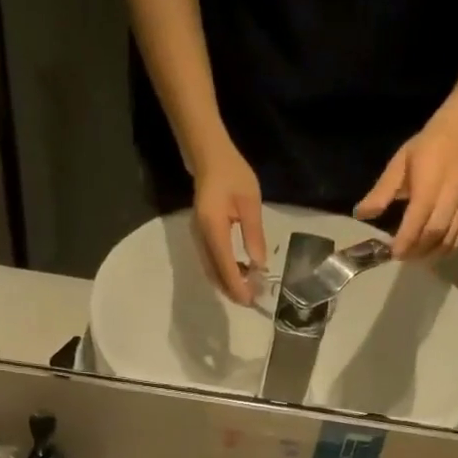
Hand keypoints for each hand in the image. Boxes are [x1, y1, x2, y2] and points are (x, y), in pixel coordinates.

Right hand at [190, 140, 265, 303]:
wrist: (209, 157)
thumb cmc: (233, 174)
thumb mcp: (250, 202)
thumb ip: (254, 235)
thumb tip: (259, 266)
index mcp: (213, 228)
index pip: (225, 266)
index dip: (237, 286)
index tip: (251, 300)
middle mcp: (201, 237)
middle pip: (214, 274)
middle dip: (232, 290)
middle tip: (253, 299)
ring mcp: (198, 238)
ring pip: (211, 271)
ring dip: (228, 284)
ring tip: (248, 289)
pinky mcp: (200, 237)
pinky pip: (210, 263)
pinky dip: (224, 274)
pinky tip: (239, 274)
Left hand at [355, 108, 457, 259]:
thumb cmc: (426, 149)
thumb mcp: (399, 164)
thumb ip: (381, 192)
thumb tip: (360, 214)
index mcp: (429, 185)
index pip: (418, 218)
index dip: (405, 240)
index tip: (392, 252)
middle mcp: (448, 198)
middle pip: (434, 233)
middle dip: (415, 250)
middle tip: (399, 256)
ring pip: (448, 240)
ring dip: (429, 254)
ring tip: (413, 257)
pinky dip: (445, 251)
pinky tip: (431, 253)